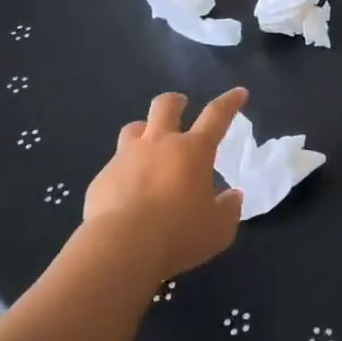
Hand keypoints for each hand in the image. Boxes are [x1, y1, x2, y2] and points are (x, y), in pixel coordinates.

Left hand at [83, 88, 247, 279]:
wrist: (123, 247)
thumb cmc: (180, 234)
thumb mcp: (219, 228)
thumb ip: (228, 209)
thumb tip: (232, 196)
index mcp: (193, 151)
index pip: (216, 116)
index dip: (229, 102)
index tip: (238, 93)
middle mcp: (159, 144)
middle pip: (165, 106)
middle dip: (175, 101)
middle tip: (180, 104)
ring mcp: (126, 157)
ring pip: (133, 128)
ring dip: (144, 131)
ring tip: (148, 144)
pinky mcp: (102, 178)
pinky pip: (115, 166)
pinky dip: (125, 172)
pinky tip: (127, 192)